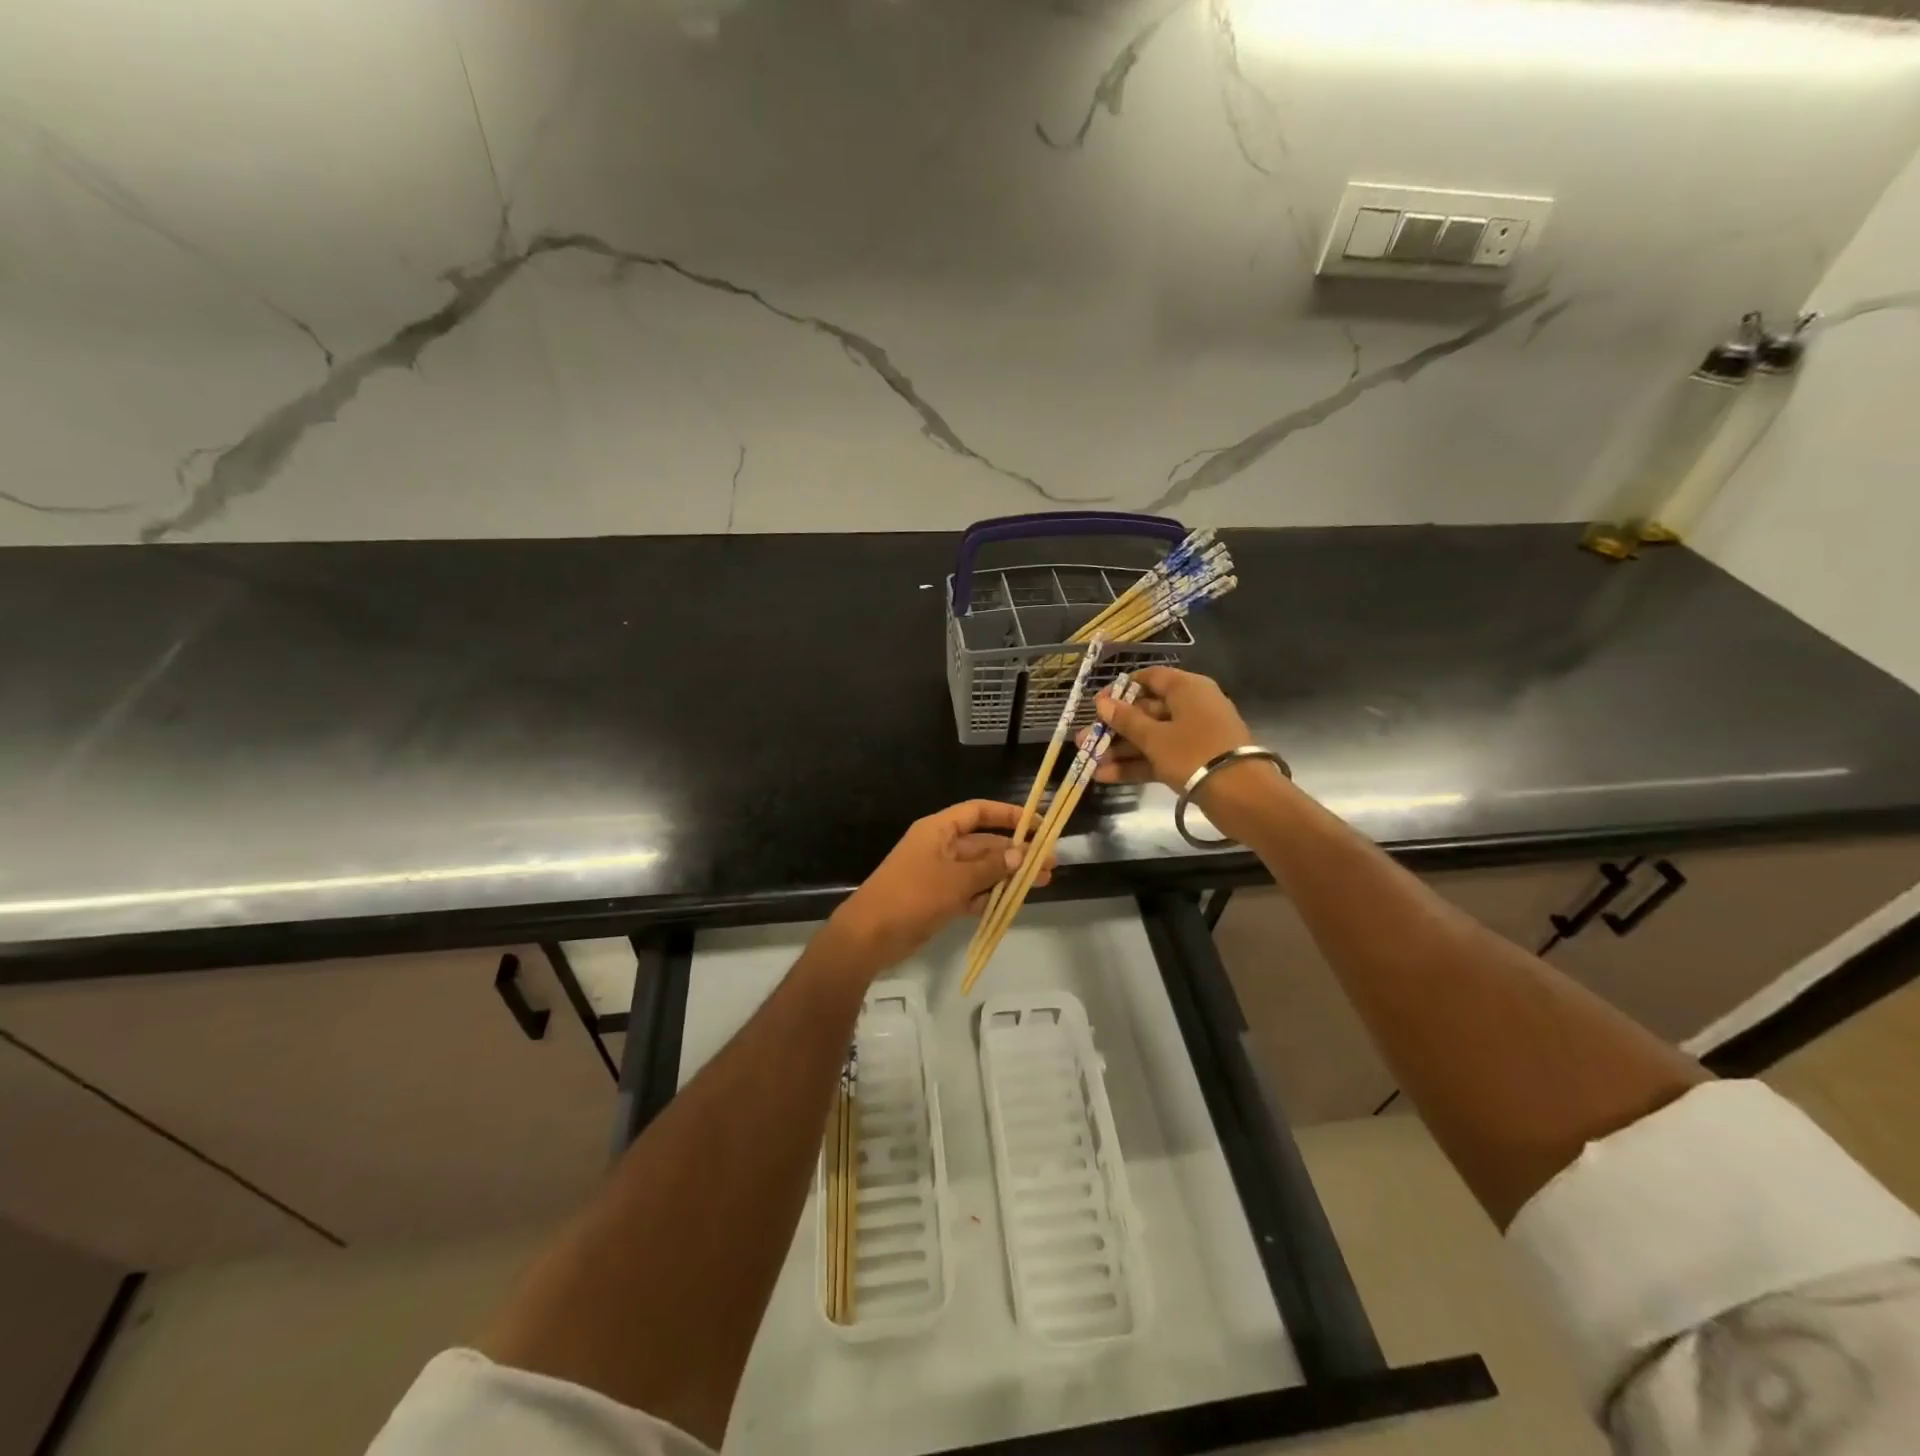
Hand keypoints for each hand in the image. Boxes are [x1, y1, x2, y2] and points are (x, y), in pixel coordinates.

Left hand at [831, 800, 1054, 972]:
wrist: (869, 935)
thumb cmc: (912, 896)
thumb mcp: (956, 880)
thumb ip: (991, 867)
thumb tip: (1022, 855)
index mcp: (939, 829)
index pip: (978, 812)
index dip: (1008, 815)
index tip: (1037, 825)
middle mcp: (940, 846)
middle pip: (983, 843)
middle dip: (1015, 853)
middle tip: (1049, 865)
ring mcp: (938, 874)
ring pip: (980, 869)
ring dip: (1007, 876)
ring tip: (1042, 884)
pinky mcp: (937, 899)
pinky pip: (970, 891)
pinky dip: (988, 895)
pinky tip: (1012, 903)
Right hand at [1087, 667, 1255, 788]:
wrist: (1241, 795)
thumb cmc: (1194, 753)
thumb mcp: (1154, 737)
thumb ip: (1126, 720)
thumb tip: (1102, 702)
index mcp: (1187, 689)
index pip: (1151, 678)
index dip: (1121, 689)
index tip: (1097, 704)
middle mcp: (1192, 707)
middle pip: (1147, 711)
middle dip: (1114, 727)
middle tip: (1085, 740)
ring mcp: (1194, 736)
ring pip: (1151, 737)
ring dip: (1121, 750)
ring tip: (1089, 762)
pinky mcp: (1194, 761)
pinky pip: (1160, 757)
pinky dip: (1137, 765)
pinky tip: (1106, 776)